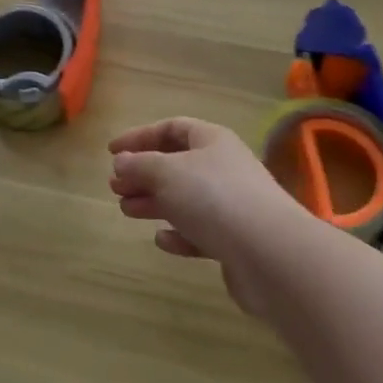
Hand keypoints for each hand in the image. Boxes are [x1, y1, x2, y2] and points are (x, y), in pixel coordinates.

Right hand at [109, 118, 323, 317]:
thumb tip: (122, 162)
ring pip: (186, 199)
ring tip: (127, 210)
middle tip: (115, 187)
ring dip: (154, 202)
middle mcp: (224, 168)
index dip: (140, 137)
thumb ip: (139, 165)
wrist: (271, 254)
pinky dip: (179, 234)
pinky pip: (201, 232)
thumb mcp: (166, 172)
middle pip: (177, 164)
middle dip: (143, 174)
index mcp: (212, 141)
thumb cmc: (214, 197)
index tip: (111, 152)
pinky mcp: (236, 242)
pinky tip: (162, 240)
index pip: (172, 128)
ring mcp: (233, 206)